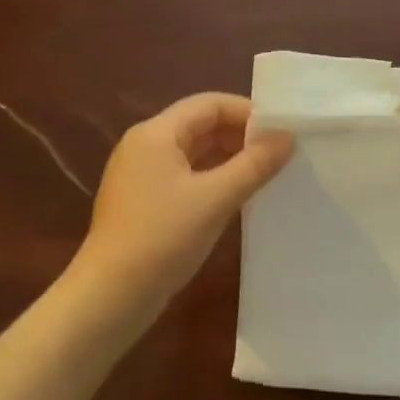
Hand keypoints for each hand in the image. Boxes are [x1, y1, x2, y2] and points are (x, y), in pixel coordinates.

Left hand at [74, 93, 293, 310]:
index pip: (209, 104)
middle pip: (199, 125)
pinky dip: (211, 178)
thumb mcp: (216, 198)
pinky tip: (235, 196)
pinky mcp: (142, 201)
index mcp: (156, 134)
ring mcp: (140, 175)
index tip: (282, 130)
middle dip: (240, 135)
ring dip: (228, 157)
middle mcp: (144, 145)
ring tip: (265, 173)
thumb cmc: (163, 238)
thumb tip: (288, 137)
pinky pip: (183, 176)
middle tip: (279, 153)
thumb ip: (254, 165)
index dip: (248, 112)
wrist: (111, 294)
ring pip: (192, 152)